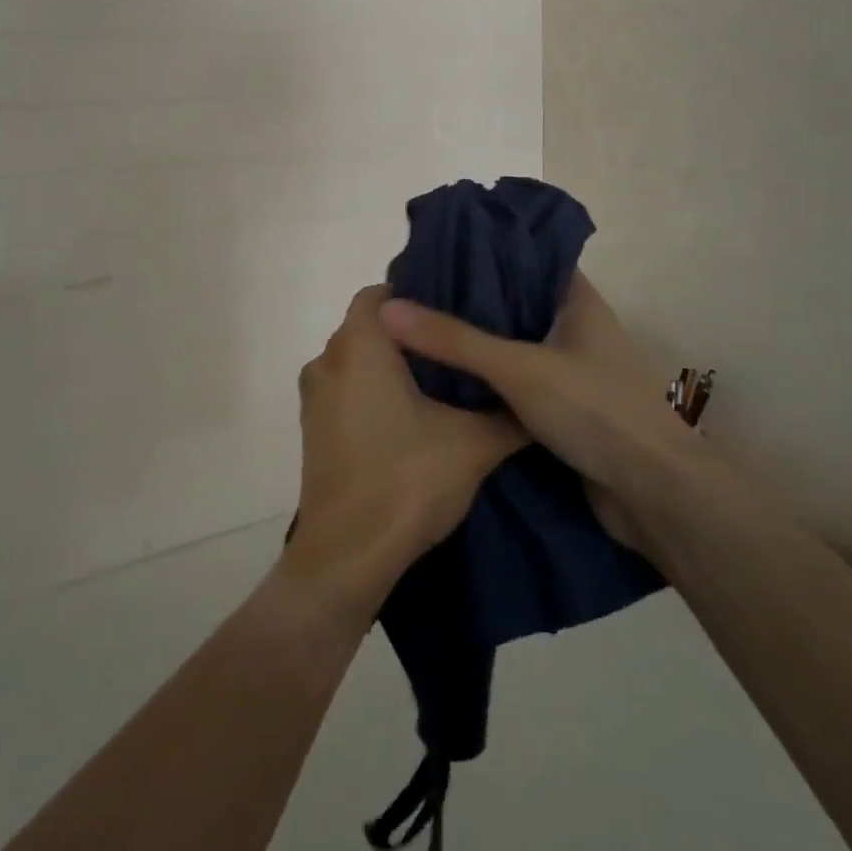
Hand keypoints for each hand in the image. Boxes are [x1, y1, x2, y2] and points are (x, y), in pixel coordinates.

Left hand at [284, 285, 527, 619]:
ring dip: (387, 366)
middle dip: (408, 333)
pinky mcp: (313, 431)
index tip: (451, 309)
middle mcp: (327, 362)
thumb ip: (508, 415)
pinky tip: (409, 419)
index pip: (379, 294)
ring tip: (438, 381)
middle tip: (455, 344)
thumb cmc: (407, 481)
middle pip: (367, 328)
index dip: (414, 294)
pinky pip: (344, 393)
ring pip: (354, 362)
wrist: (348, 556)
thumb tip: (538, 400)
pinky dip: (371, 394)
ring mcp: (314, 399)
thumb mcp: (473, 445)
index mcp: (359, 347)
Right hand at [378, 272, 695, 548]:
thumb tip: (389, 308)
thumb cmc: (596, 411)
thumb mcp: (519, 368)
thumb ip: (455, 339)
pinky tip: (444, 380)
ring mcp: (571, 371)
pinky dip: (485, 381)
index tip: (437, 250)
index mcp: (577, 301)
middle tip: (414, 294)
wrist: (655, 497)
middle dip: (468, 299)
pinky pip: (515, 384)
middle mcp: (575, 329)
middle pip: (514, 302)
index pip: (527, 257)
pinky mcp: (563, 410)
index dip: (485, 249)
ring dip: (474, 343)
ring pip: (512, 345)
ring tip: (418, 331)